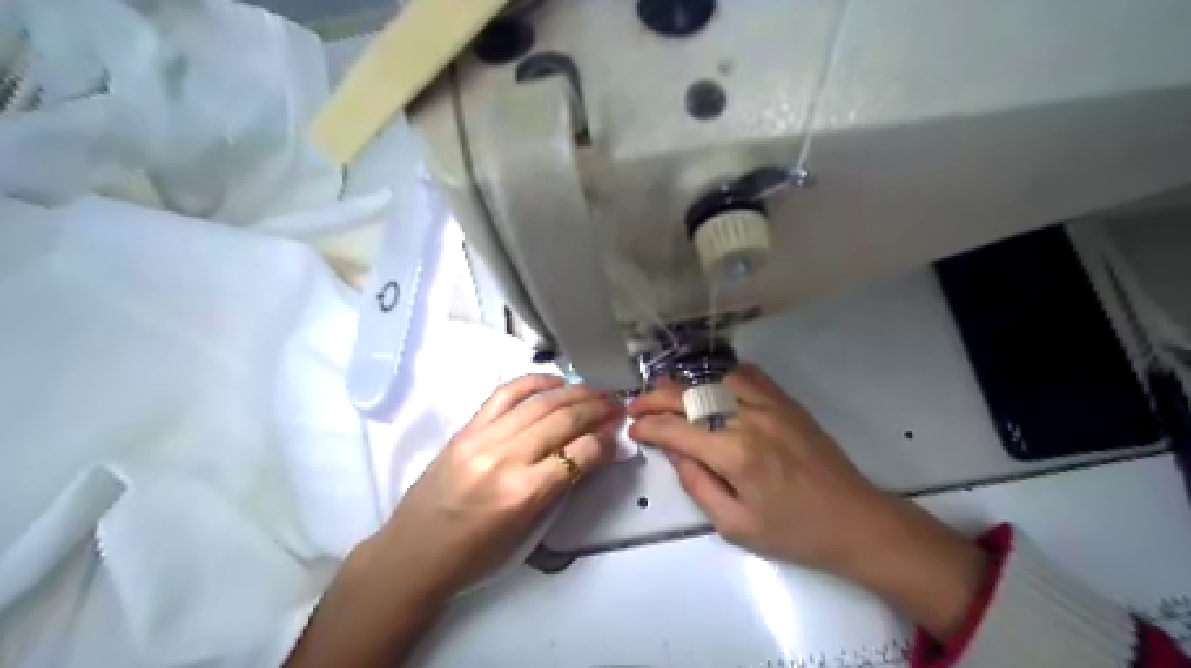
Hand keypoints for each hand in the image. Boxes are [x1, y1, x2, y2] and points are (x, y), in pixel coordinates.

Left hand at [371, 373, 613, 597]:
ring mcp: (482, 438)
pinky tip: (555, 382)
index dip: (605, 441)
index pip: (579, 454)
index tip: (617, 434)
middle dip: (596, 409)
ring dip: (574, 392)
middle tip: (616, 404)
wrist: (413, 553)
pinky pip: (505, 393)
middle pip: (562, 420)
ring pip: (539, 403)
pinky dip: (534, 382)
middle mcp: (505, 459)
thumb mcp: (527, 530)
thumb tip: (593, 452)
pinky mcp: (466, 428)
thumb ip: (561, 486)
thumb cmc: (475, 555)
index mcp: (523, 494)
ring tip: (596, 390)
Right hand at [627, 365, 886, 574]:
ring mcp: (771, 405)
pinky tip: (712, 386)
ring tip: (668, 394)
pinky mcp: (787, 403)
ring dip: (686, 385)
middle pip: (690, 397)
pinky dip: (723, 377)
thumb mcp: (735, 525)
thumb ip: (696, 483)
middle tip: (636, 405)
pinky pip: (749, 376)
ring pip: (715, 380)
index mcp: (734, 454)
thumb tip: (673, 450)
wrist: (854, 521)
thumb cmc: (793, 532)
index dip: (648, 427)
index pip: (676, 430)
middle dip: (655, 398)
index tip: (633, 429)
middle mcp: (749, 419)